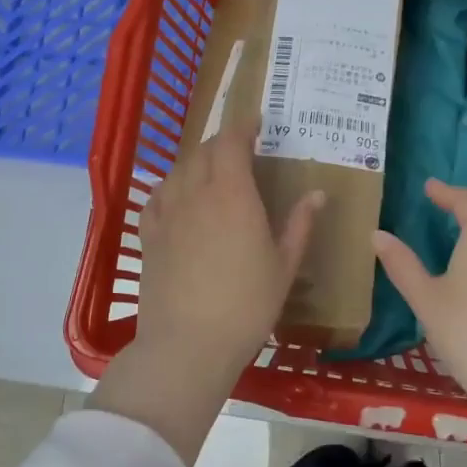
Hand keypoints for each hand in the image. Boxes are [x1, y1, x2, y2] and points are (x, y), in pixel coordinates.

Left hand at [92, 124, 322, 464]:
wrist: (188, 344)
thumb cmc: (247, 305)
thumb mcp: (284, 266)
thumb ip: (299, 224)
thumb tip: (317, 193)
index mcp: (232, 194)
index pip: (231, 142)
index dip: (243, 126)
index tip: (257, 122)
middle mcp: (196, 193)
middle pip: (203, 150)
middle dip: (222, 141)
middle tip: (241, 149)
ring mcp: (168, 214)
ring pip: (179, 170)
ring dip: (197, 161)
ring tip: (212, 170)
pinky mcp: (149, 236)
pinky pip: (157, 197)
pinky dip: (171, 186)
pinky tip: (178, 197)